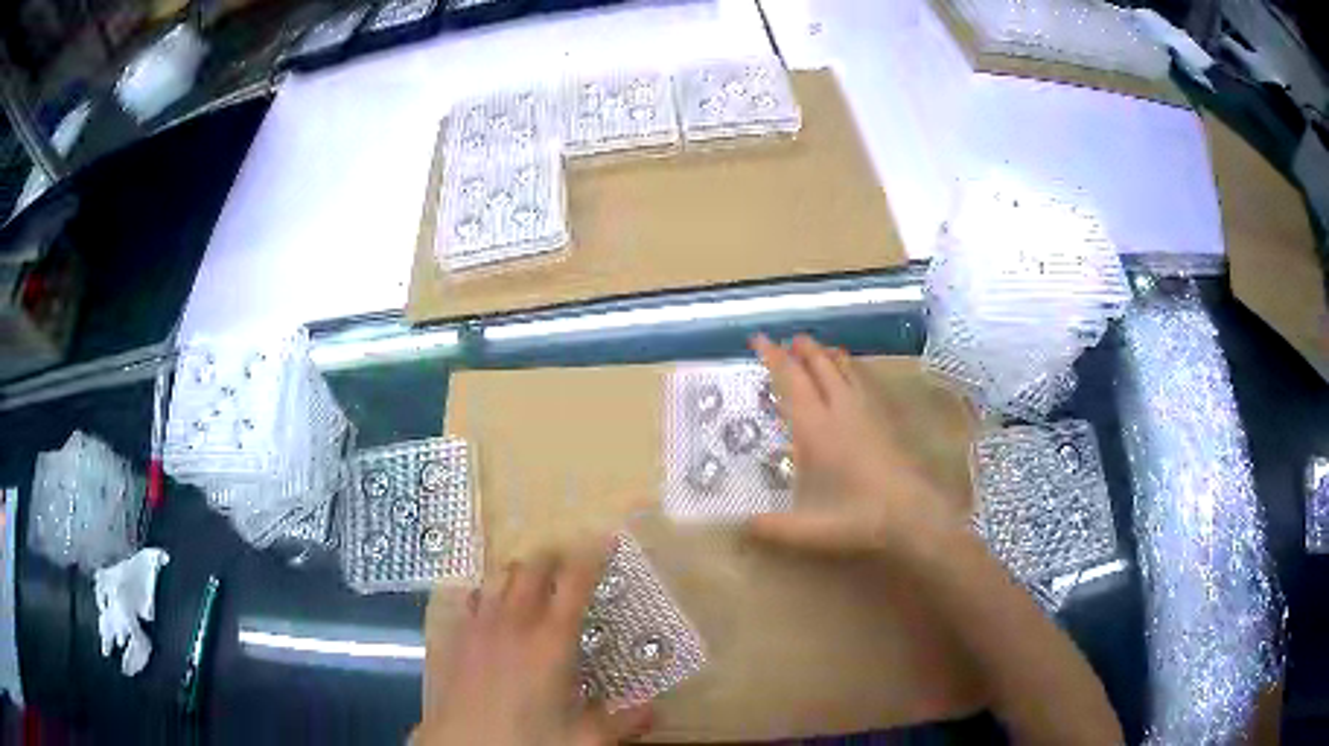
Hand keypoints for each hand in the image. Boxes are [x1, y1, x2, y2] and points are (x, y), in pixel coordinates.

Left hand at [416, 547, 652, 745]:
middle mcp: (515, 623)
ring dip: (518, 572)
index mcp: (552, 641)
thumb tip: (655, 708)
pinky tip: (490, 607)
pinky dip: (486, 593)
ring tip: (531, 581)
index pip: (575, 583)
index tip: (605, 538)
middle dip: (552, 556)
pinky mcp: (455, 638)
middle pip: (532, 568)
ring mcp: (479, 627)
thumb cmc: (528, 741)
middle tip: (568, 561)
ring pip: (498, 578)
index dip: (592, 556)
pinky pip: (470, 600)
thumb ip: (622, 721)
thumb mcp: (584, 739)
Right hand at [747, 334, 963, 557]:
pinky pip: (863, 379)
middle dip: (800, 349)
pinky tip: (850, 374)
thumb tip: (740, 526)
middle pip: (819, 366)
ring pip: (844, 367)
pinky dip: (849, 367)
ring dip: (825, 354)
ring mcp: (867, 410)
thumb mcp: (812, 530)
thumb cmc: (861, 518)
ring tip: (814, 349)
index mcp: (817, 430)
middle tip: (784, 341)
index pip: (791, 382)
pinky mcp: (886, 417)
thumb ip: (774, 528)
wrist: (915, 513)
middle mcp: (840, 410)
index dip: (773, 358)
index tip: (758, 339)